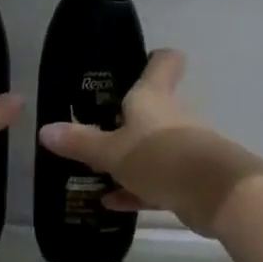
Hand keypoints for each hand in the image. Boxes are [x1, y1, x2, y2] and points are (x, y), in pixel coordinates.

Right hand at [37, 50, 262, 237]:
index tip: (136, 64)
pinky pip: (157, 180)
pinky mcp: (190, 178)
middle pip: (151, 108)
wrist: (217, 195)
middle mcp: (171, 116)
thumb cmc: (160, 157)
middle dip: (125, 119)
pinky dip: (136, 188)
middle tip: (94, 129)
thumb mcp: (111, 152)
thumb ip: (79, 142)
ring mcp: (183, 147)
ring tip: (95, 172)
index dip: (153, 59)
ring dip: (128, 159)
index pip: (163, 62)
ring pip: (152, 147)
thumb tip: (44, 130)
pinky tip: (112, 202)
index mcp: (152, 97)